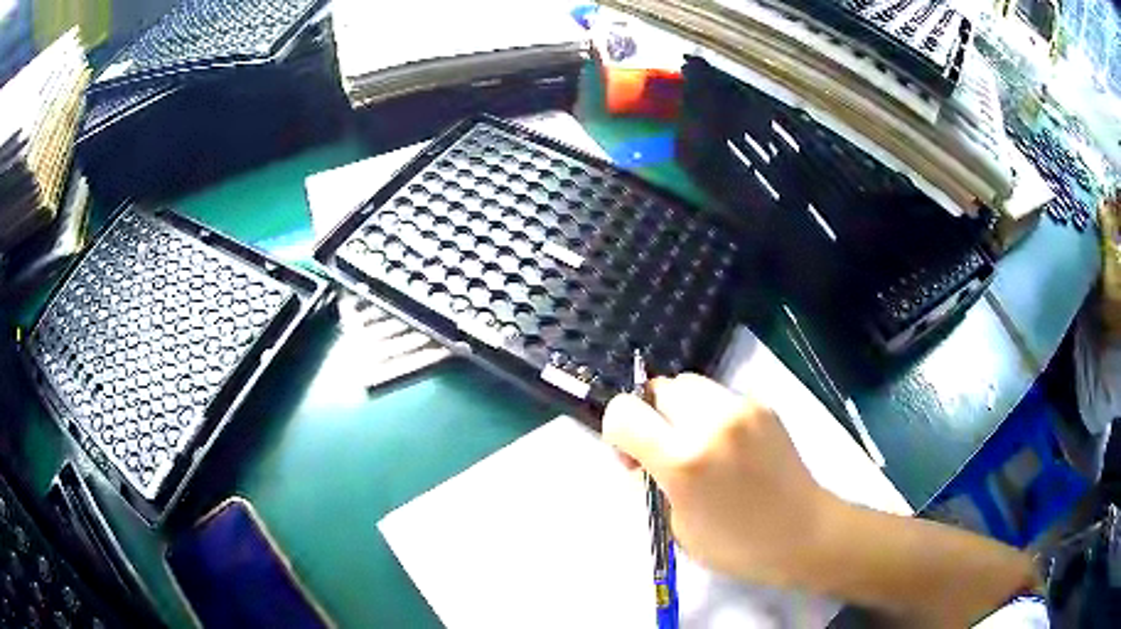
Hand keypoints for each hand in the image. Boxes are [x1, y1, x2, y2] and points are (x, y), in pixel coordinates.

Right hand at [602, 373, 835, 587]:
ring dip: (681, 410)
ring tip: (698, 445)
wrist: (804, 533)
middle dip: (651, 416)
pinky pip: (720, 396)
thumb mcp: (677, 525)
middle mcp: (712, 421)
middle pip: (658, 388)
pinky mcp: (764, 405)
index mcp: (684, 459)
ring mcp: (743, 408)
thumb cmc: (736, 545)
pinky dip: (711, 414)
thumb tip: (644, 457)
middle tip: (665, 451)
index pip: (623, 413)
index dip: (617, 432)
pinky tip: (728, 446)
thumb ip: (654, 481)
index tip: (633, 459)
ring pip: (689, 385)